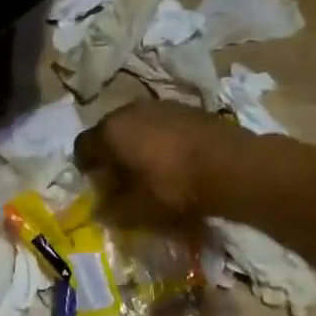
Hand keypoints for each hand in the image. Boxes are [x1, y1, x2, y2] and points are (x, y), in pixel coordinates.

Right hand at [75, 100, 234, 226]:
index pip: (82, 146)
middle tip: (122, 177)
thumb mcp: (139, 209)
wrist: (232, 165)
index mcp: (110, 132)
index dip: (85, 166)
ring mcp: (158, 105)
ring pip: (136, 125)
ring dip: (136, 143)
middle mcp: (129, 111)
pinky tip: (175, 158)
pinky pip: (160, 123)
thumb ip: (113, 210)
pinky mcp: (185, 107)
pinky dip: (160, 138)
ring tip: (150, 167)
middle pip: (109, 132)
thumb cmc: (175, 187)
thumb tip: (99, 210)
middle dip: (111, 153)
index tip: (96, 184)